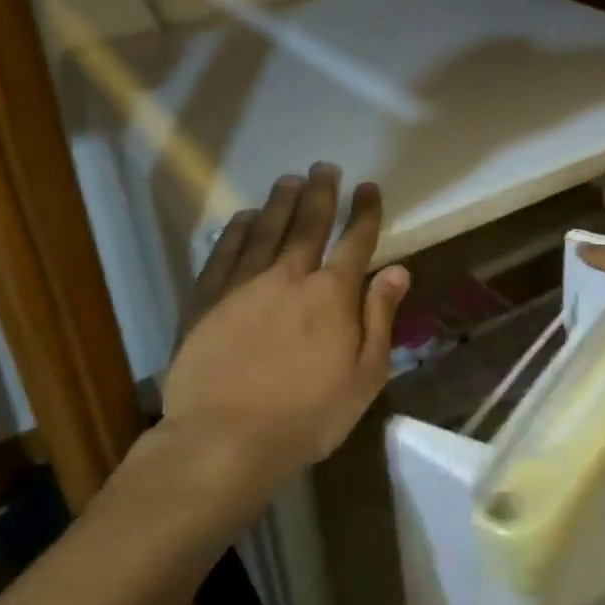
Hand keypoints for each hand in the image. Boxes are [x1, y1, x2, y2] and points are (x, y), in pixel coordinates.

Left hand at [163, 164, 409, 489]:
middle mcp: (289, 276)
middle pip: (308, 223)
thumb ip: (379, 318)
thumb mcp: (363, 377)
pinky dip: (236, 230)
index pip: (355, 241)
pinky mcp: (207, 298)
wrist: (225, 438)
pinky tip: (242, 217)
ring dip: (280, 201)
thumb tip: (397, 270)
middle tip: (325, 166)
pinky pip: (224, 252)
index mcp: (331, 295)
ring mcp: (244, 283)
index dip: (365, 212)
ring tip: (290, 180)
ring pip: (266, 229)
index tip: (368, 187)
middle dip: (321, 193)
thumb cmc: (306, 416)